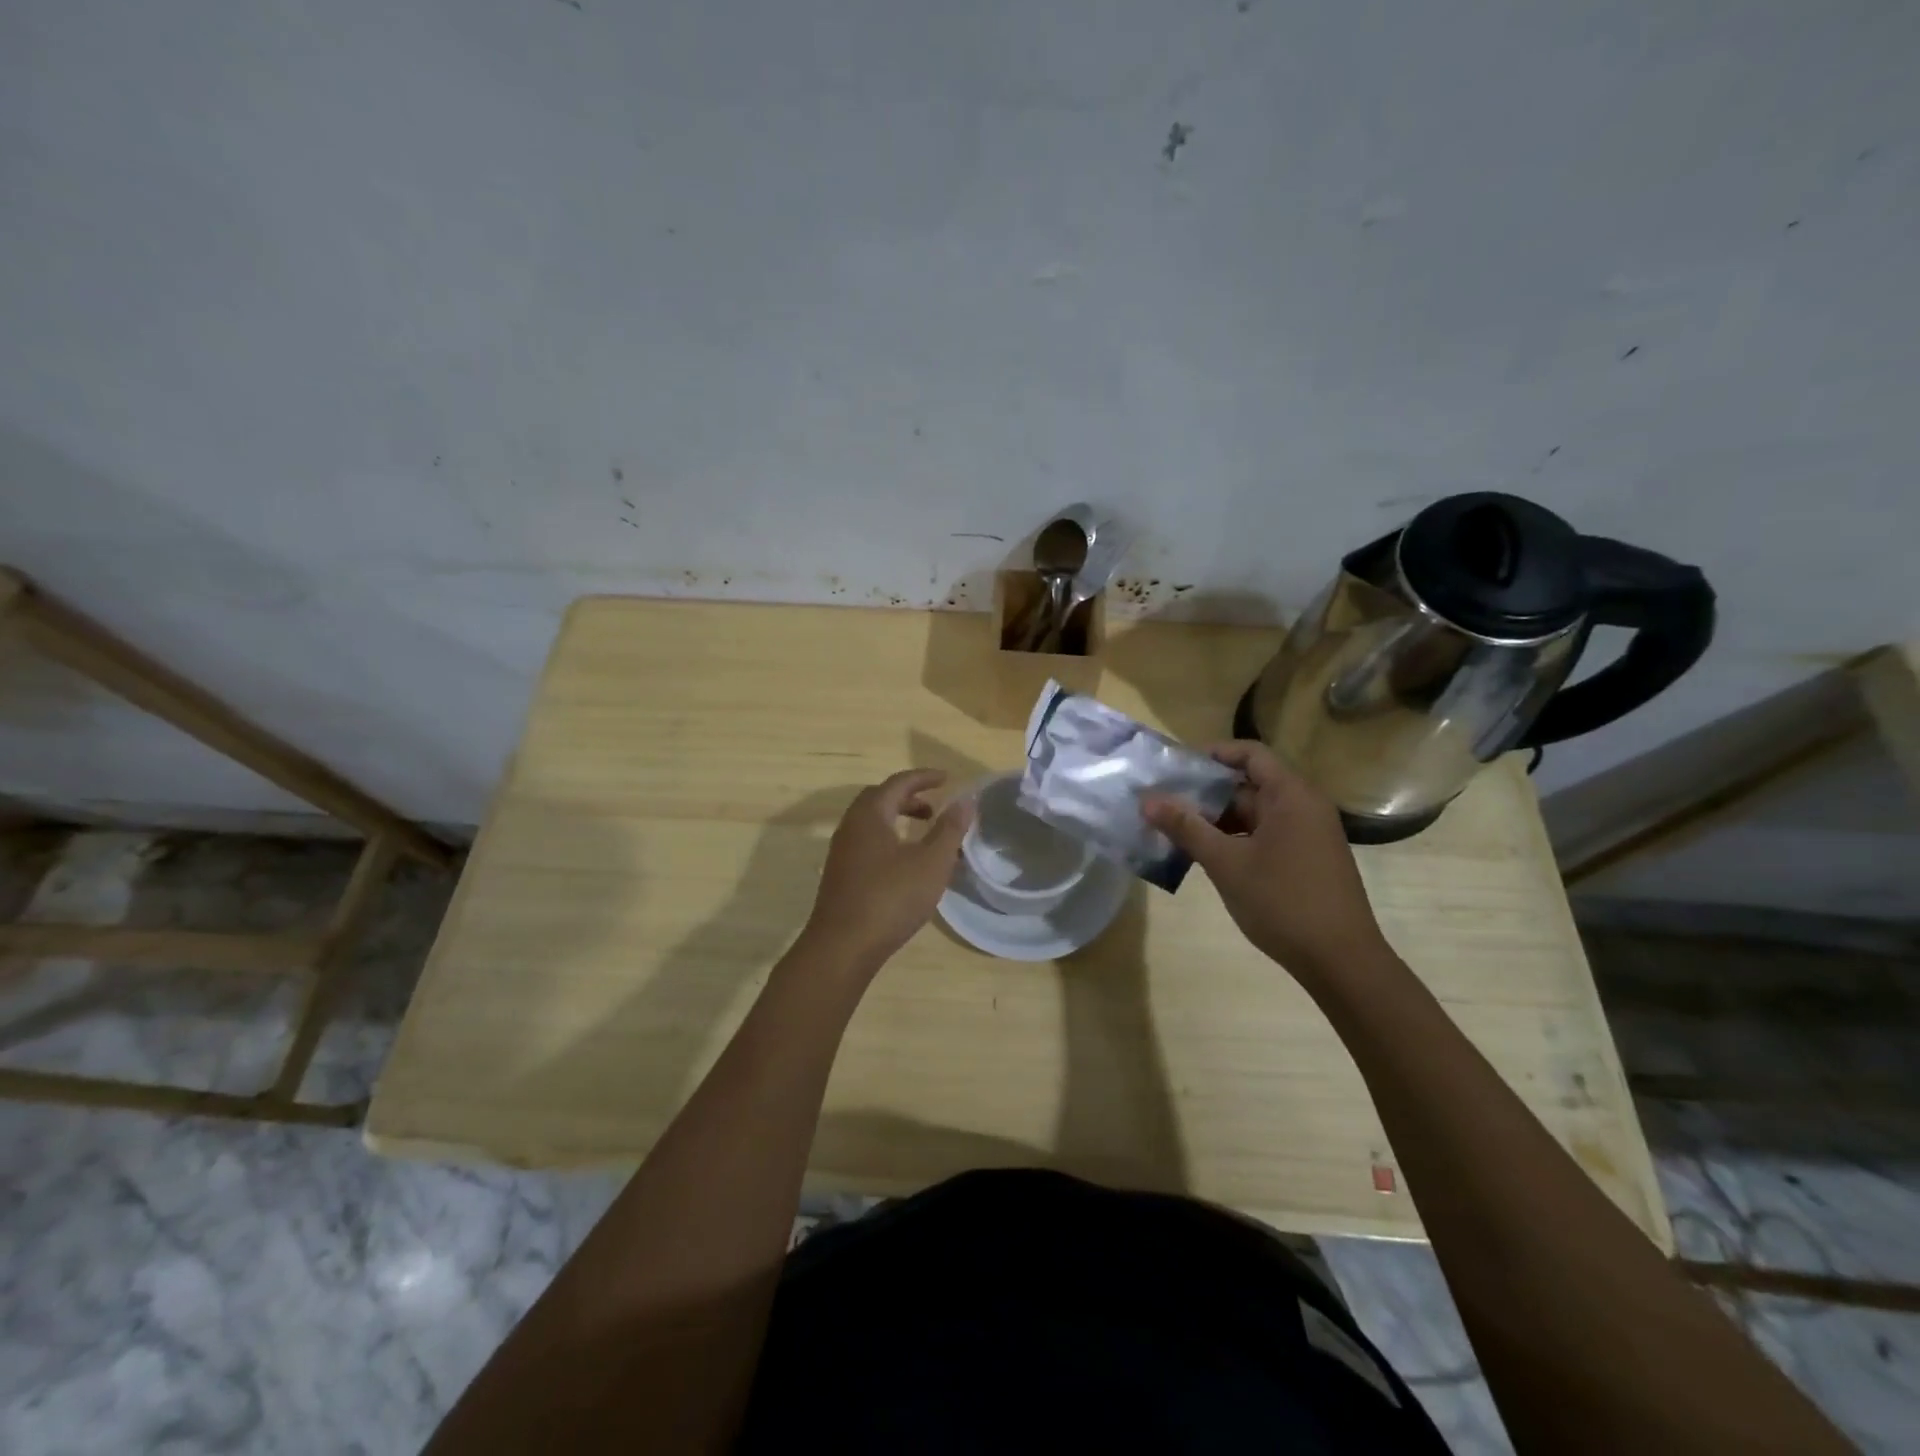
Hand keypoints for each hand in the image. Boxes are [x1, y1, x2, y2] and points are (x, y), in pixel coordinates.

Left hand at [799, 769, 973, 974]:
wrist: (842, 947)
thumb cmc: (890, 898)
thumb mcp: (931, 862)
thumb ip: (949, 829)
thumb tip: (965, 800)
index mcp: (870, 815)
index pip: (898, 783)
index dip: (924, 778)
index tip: (947, 778)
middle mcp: (851, 827)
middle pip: (880, 799)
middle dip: (909, 797)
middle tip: (935, 806)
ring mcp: (842, 852)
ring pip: (873, 823)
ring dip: (899, 819)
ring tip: (925, 834)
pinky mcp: (841, 876)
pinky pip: (868, 843)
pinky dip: (890, 839)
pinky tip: (906, 864)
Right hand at [1142, 742, 1388, 978]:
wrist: (1341, 962)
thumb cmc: (1283, 902)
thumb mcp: (1226, 863)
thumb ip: (1186, 828)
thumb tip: (1147, 800)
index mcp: (1291, 796)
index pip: (1250, 754)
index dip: (1213, 754)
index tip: (1176, 768)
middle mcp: (1304, 807)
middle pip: (1249, 784)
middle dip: (1206, 793)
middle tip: (1164, 804)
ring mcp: (1308, 835)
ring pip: (1254, 814)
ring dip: (1217, 820)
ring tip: (1176, 832)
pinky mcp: (1307, 859)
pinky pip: (1265, 835)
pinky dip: (1235, 840)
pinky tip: (1205, 857)